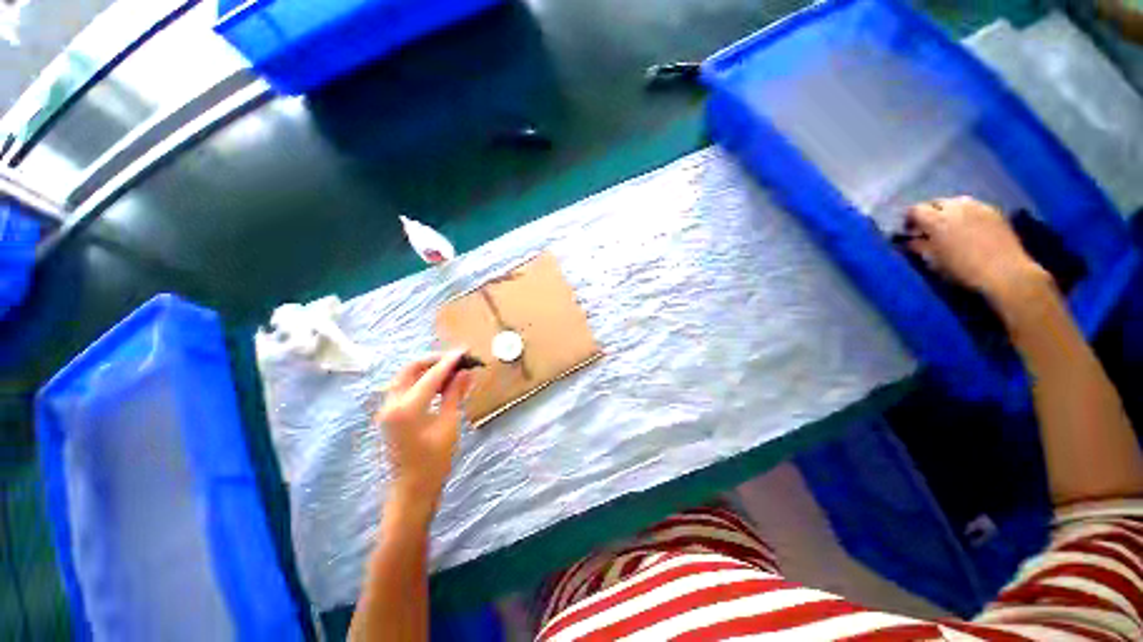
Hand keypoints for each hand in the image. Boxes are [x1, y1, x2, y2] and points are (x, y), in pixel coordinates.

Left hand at [376, 351, 474, 511]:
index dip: (450, 362)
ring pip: (405, 376)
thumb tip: (466, 372)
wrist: (412, 488)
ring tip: (450, 369)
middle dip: (434, 360)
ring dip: (427, 368)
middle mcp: (391, 403)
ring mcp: (387, 408)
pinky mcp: (389, 413)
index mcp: (407, 408)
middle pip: (411, 369)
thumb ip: (454, 394)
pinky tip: (438, 383)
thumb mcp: (449, 424)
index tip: (465, 352)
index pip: (431, 375)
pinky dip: (421, 379)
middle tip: (456, 359)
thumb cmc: (435, 460)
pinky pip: (404, 387)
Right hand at [905, 196, 1047, 302]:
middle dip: (929, 213)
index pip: (915, 209)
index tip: (910, 232)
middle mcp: (956, 207)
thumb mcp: (933, 261)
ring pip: (956, 202)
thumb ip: (918, 247)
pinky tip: (969, 228)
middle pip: (936, 202)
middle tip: (928, 230)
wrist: (1005, 272)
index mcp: (937, 220)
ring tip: (950, 227)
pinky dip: (966, 214)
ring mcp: (977, 207)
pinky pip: (973, 207)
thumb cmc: (963, 270)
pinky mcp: (994, 211)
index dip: (910, 219)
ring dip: (948, 212)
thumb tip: (909, 241)